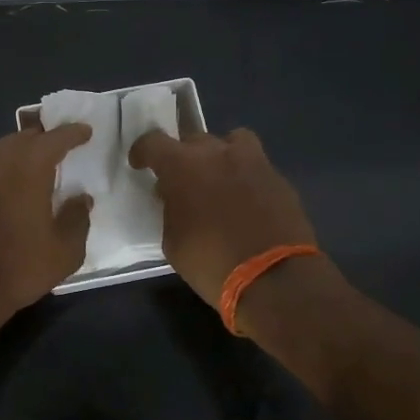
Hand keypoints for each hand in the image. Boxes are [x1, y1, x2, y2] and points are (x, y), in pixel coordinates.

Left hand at [0, 123, 93, 336]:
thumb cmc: (16, 267)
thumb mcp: (63, 252)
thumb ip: (77, 219)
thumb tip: (81, 199)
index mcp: (30, 165)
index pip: (56, 137)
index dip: (73, 133)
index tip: (84, 132)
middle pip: (24, 138)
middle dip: (43, 141)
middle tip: (56, 151)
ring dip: (16, 154)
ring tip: (27, 169)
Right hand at [128, 127, 318, 309]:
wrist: (274, 279)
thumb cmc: (212, 263)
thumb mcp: (174, 242)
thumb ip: (171, 210)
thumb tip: (176, 199)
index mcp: (183, 166)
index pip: (154, 142)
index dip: (143, 151)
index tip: (140, 164)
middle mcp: (217, 154)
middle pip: (193, 140)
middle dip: (183, 158)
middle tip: (182, 182)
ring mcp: (253, 162)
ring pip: (232, 141)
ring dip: (221, 155)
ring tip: (219, 178)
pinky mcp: (279, 178)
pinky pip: (256, 166)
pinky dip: (246, 177)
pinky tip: (246, 201)